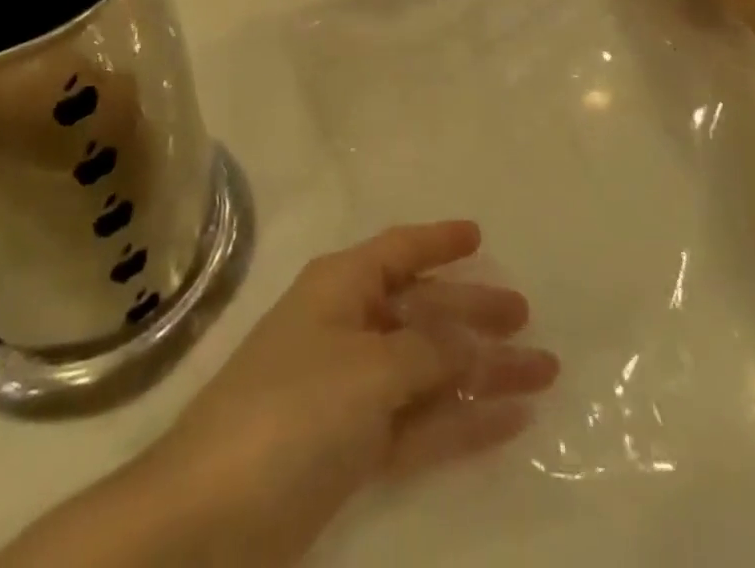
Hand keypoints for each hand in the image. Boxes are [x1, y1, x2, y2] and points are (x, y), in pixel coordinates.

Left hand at [148, 221, 558, 567]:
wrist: (212, 517)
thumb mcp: (369, 368)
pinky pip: (421, 422)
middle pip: (424, 310)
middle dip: (474, 313)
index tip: (481, 237)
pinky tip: (509, 421)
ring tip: (542, 373)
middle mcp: (349, 327)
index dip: (438, 241)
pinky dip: (462, 421)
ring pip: (430, 369)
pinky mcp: (356, 447)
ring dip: (482, 372)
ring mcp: (353, 389)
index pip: (399, 250)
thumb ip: (428, 351)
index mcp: (342, 286)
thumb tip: (471, 340)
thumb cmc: (293, 408)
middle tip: (526, 317)